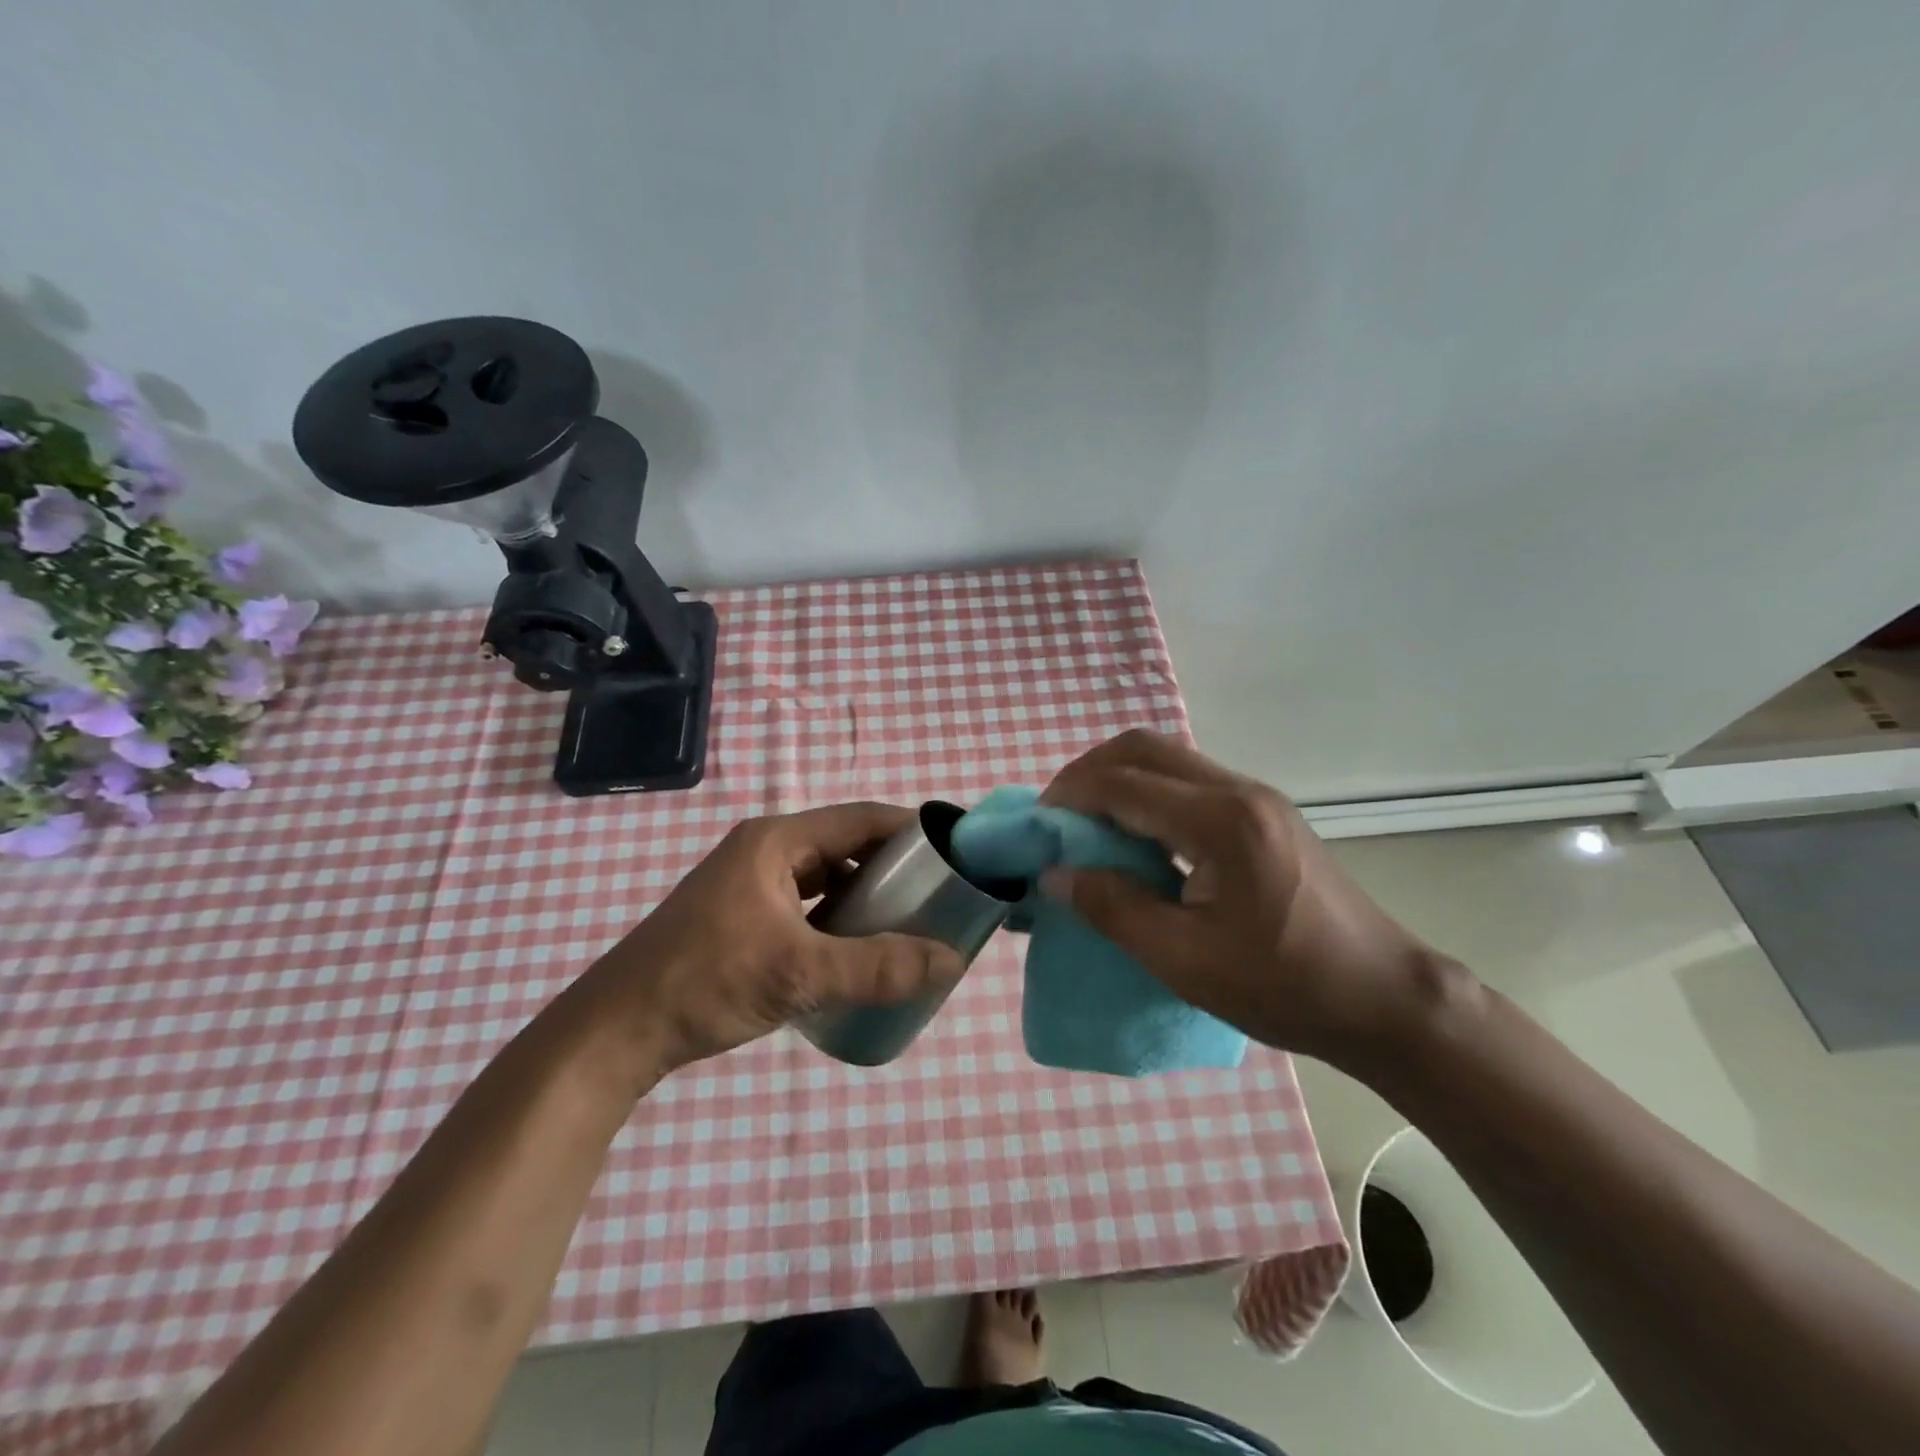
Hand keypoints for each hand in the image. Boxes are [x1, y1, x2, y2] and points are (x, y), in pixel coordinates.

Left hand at [592, 802, 965, 1070]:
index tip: (955, 854)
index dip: (911, 830)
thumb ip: (878, 967)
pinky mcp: (743, 915)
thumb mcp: (799, 973)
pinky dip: (837, 918)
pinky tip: (856, 950)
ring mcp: (751, 883)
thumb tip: (952, 961)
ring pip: (826, 876)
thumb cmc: (706, 982)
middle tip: (939, 896)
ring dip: (865, 895)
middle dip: (893, 867)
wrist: (616, 1031)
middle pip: (846, 845)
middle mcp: (766, 850)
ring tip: (908, 923)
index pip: (862, 818)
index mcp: (777, 840)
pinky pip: (807, 903)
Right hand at [1039, 731, 1441, 1068]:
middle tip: (1057, 817)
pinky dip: (1147, 795)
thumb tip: (1054, 875)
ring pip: (1167, 759)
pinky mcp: (1264, 814)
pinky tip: (1136, 837)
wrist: (1383, 998)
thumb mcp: (1184, 959)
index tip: (1035, 826)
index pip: (1122, 783)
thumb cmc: (1283, 986)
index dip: (1068, 796)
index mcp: (1219, 822)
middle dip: (1088, 772)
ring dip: (1118, 779)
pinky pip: (1189, 782)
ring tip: (1087, 825)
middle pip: (1143, 748)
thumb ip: (1112, 908)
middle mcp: (1238, 791)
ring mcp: (1256, 798)